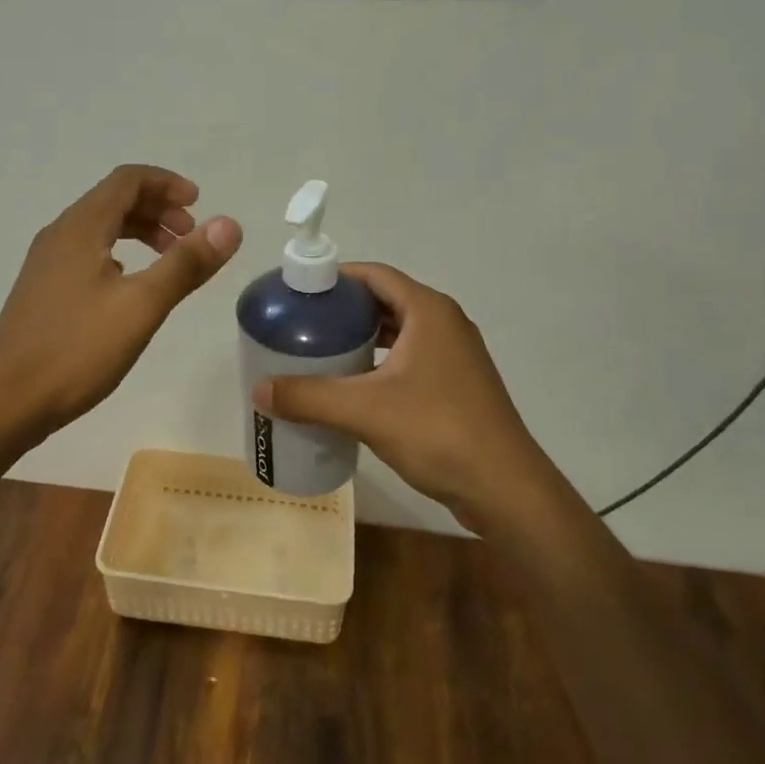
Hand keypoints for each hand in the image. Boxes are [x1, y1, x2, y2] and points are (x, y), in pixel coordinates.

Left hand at [0, 164, 242, 435]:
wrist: (3, 403)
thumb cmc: (75, 349)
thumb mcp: (141, 305)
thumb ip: (186, 263)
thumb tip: (229, 225)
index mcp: (81, 227)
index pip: (127, 180)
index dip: (167, 184)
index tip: (199, 204)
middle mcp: (61, 234)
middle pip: (114, 200)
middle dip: (158, 209)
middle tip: (191, 236)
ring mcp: (47, 263)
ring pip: (101, 228)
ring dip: (140, 232)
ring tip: (171, 259)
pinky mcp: (43, 290)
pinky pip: (88, 252)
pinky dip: (120, 254)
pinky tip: (132, 286)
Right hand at [254, 263, 549, 530]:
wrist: (505, 489)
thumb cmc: (437, 431)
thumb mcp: (365, 410)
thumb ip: (309, 396)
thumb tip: (259, 390)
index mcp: (428, 311)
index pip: (375, 274)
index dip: (336, 277)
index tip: (299, 292)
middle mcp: (445, 323)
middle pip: (385, 301)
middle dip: (344, 310)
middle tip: (302, 324)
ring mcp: (455, 356)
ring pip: (397, 333)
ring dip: (361, 338)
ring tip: (319, 352)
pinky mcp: (456, 385)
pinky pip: (409, 359)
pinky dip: (379, 363)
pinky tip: (352, 386)